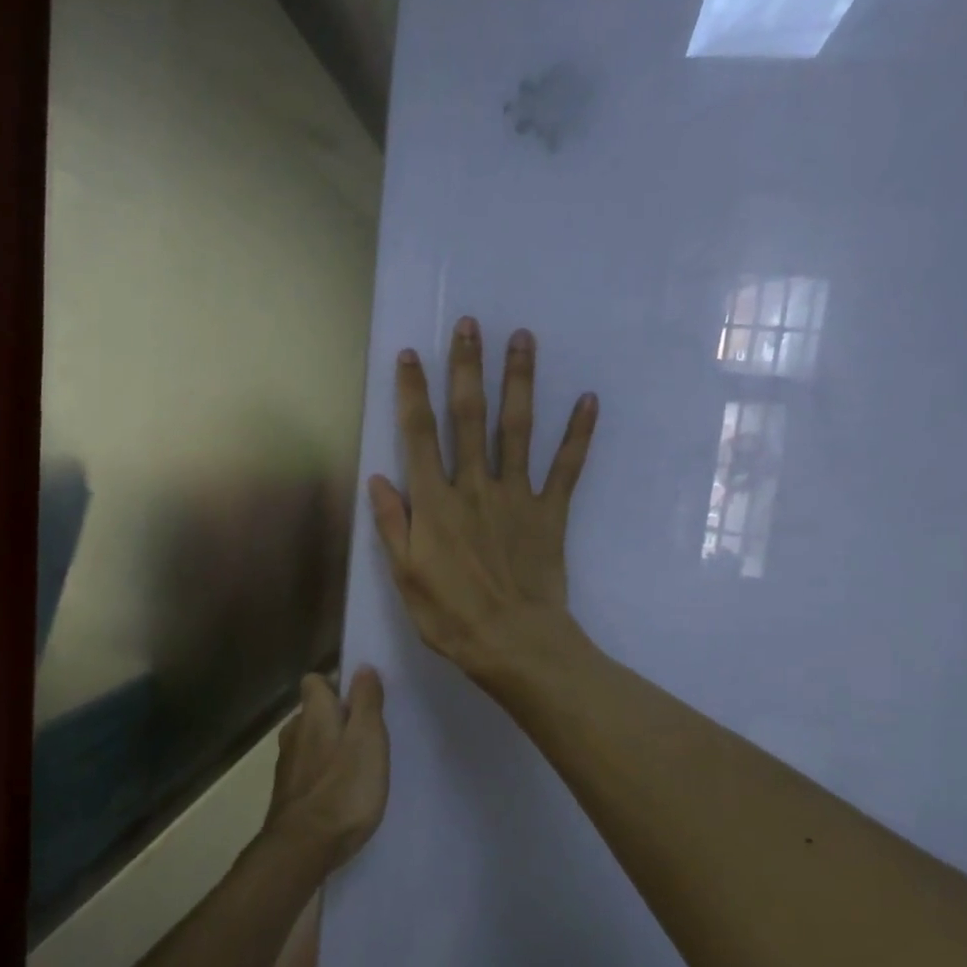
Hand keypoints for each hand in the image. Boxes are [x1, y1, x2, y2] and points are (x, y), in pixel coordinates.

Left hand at [264, 669, 389, 870]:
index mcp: (313, 714)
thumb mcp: (368, 739)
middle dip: (334, 718)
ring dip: (327, 748)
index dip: (335, 685)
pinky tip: (339, 792)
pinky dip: (320, 774)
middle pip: (311, 713)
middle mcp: (294, 733)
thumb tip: (362, 667)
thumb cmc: (344, 787)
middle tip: (365, 735)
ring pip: (307, 743)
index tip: (359, 699)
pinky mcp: (287, 794)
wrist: (304, 847)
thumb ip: (366, 702)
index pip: (314, 681)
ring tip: (355, 765)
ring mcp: (286, 765)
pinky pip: (306, 771)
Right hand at [368, 317, 596, 681]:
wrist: (513, 642)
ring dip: (519, 382)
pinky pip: (566, 468)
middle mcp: (474, 486)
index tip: (410, 355)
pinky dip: (578, 435)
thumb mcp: (405, 576)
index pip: (419, 436)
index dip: (413, 393)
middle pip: (469, 417)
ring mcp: (516, 496)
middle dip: (467, 368)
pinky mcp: (550, 512)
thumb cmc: (451, 616)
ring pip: (517, 429)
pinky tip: (587, 400)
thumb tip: (378, 479)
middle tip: (471, 324)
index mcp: (434, 503)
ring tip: (523, 338)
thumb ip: (392, 524)